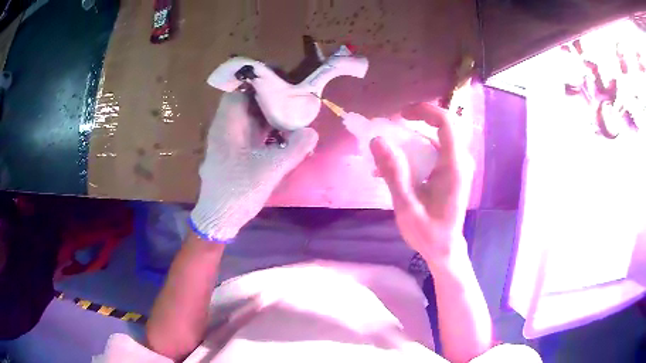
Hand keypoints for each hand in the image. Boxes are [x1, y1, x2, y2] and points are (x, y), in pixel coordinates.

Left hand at [190, 93, 317, 240]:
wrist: (219, 218)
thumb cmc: (238, 190)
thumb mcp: (269, 170)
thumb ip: (293, 150)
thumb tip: (312, 131)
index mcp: (226, 127)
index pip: (237, 94)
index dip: (256, 86)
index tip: (279, 85)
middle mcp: (223, 130)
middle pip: (243, 106)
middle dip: (265, 100)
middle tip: (290, 99)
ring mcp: (226, 143)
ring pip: (245, 120)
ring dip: (264, 116)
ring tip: (288, 114)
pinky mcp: (230, 155)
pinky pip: (246, 134)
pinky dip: (261, 131)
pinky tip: (278, 136)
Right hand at [370, 103, 472, 264]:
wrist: (444, 249)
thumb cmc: (428, 232)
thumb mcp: (406, 206)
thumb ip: (394, 172)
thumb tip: (377, 140)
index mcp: (454, 166)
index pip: (446, 123)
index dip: (424, 110)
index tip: (400, 114)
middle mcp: (459, 161)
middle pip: (438, 128)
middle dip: (411, 126)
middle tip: (387, 132)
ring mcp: (456, 166)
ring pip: (432, 140)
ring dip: (408, 144)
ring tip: (382, 160)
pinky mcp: (450, 172)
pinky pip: (432, 153)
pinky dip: (412, 156)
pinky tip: (392, 171)